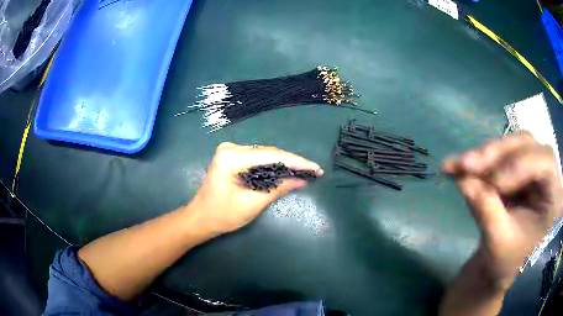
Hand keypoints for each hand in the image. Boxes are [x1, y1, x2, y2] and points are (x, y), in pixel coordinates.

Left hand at [186, 142, 322, 235]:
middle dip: (292, 162)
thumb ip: (278, 188)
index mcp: (231, 157)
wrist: (200, 218)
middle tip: (314, 171)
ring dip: (284, 163)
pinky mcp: (232, 157)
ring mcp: (230, 151)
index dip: (296, 162)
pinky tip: (287, 171)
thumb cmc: (222, 215)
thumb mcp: (252, 203)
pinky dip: (272, 166)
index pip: (271, 156)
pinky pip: (257, 159)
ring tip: (305, 171)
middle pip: (268, 152)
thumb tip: (302, 180)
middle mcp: (231, 148)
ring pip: (264, 155)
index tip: (315, 168)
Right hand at [443, 133, 561, 288]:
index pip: (546, 162)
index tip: (495, 184)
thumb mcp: (498, 243)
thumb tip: (464, 181)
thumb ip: (486, 211)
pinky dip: (476, 162)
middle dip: (496, 155)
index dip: (522, 165)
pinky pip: (496, 156)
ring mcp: (529, 168)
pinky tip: (455, 167)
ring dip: (483, 156)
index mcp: (552, 196)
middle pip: (525, 146)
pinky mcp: (513, 169)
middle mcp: (544, 175)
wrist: (499, 265)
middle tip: (467, 164)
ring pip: (509, 146)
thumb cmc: (506, 262)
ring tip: (456, 165)